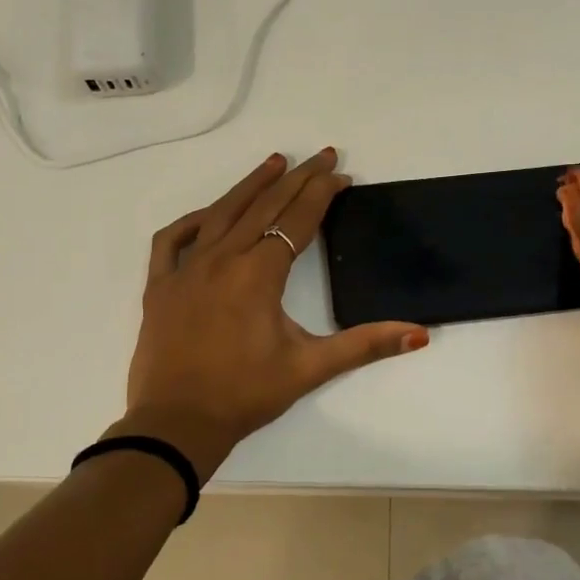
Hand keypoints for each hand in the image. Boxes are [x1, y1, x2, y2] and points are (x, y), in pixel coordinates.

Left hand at [119, 149, 428, 477]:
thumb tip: (419, 334)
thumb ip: (365, 345)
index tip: (342, 175)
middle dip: (297, 178)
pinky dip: (193, 220)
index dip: (322, 194)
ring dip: (250, 185)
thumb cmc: (245, 395)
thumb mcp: (310, 368)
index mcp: (258, 273)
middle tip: (321, 155)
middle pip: (264, 206)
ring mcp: (185, 270)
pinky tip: (208, 214)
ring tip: (274, 162)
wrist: (176, 424)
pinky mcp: (159, 286)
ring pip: (220, 213)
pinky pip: (173, 240)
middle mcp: (221, 259)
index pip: (297, 220)